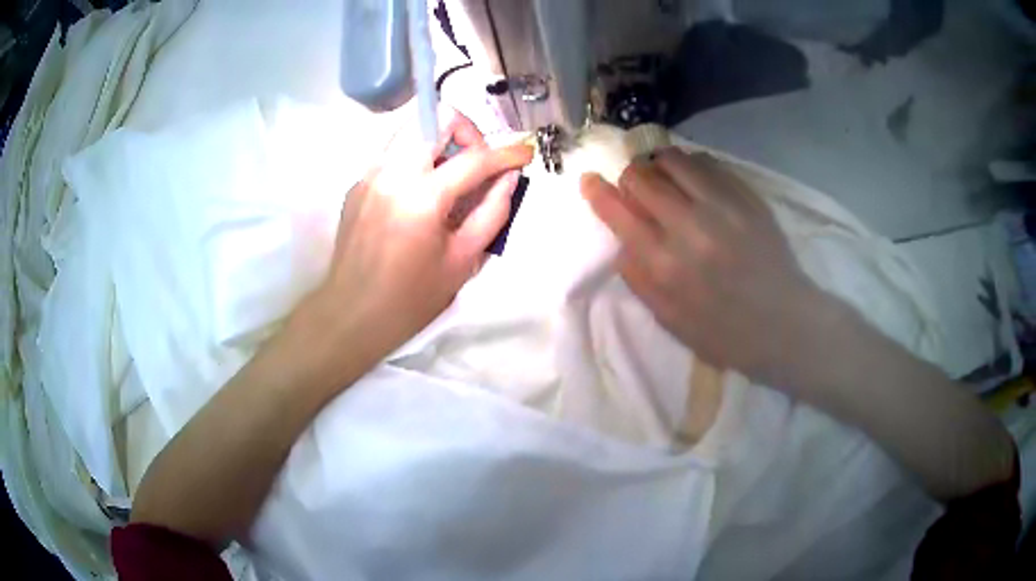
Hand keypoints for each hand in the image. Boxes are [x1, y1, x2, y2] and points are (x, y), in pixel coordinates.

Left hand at [314, 110, 532, 364]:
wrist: (350, 314)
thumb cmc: (411, 299)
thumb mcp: (463, 261)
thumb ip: (493, 212)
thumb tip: (509, 178)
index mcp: (422, 198)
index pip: (474, 158)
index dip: (507, 153)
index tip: (526, 153)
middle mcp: (392, 173)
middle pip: (435, 116)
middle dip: (467, 131)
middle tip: (477, 162)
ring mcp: (369, 174)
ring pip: (412, 129)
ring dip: (440, 142)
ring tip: (450, 178)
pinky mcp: (357, 183)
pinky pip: (394, 153)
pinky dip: (417, 161)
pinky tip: (420, 196)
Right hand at [581, 148, 832, 386]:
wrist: (785, 325)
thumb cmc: (724, 333)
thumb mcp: (670, 320)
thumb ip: (639, 279)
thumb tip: (622, 242)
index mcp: (665, 263)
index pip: (617, 210)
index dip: (597, 190)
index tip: (590, 179)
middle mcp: (689, 226)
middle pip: (641, 175)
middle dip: (630, 178)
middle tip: (637, 189)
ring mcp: (722, 206)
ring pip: (673, 159)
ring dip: (659, 165)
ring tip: (666, 180)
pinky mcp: (747, 197)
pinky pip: (709, 163)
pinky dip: (692, 167)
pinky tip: (696, 183)